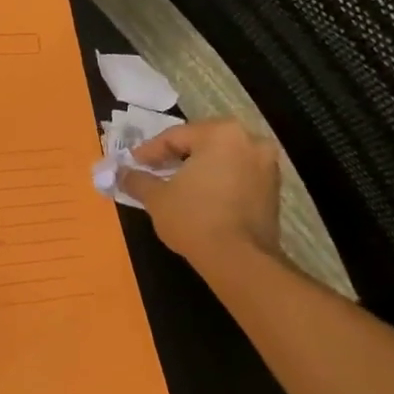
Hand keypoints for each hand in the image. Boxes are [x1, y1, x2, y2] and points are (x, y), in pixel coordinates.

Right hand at [117, 118, 282, 266]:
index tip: (132, 164)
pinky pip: (237, 176)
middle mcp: (250, 141)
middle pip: (202, 143)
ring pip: (222, 159)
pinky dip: (217, 182)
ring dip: (198, 169)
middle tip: (152, 171)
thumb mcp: (156, 198)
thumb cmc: (193, 218)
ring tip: (174, 186)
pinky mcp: (274, 189)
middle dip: (176, 157)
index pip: (176, 136)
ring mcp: (267, 165)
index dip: (149, 151)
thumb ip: (136, 180)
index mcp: (221, 134)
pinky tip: (198, 198)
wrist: (239, 259)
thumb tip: (119, 173)